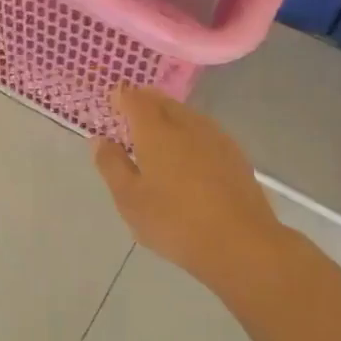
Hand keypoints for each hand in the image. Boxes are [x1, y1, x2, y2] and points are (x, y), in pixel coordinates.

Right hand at [92, 87, 289, 294]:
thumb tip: (99, 139)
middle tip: (130, 116)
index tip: (112, 103)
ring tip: (156, 135)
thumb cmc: (174, 221)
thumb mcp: (130, 199)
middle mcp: (186, 124)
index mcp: (156, 131)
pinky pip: (204, 131)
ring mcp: (215, 137)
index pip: (135, 99)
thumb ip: (111, 165)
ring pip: (186, 115)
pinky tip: (187, 155)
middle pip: (162, 102)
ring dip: (168, 117)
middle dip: (145, 103)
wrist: (240, 243)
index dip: (121, 97)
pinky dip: (189, 133)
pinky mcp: (234, 154)